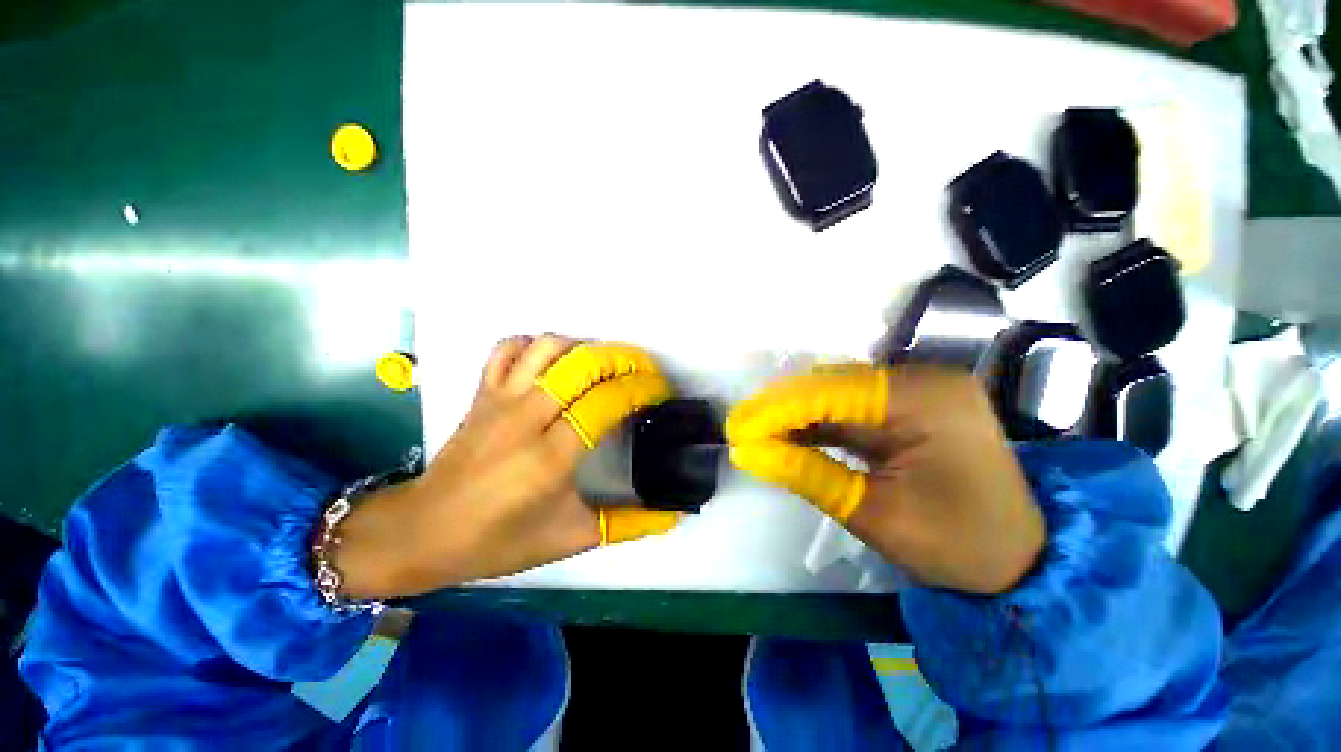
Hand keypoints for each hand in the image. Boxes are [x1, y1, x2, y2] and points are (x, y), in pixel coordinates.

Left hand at [335, 335, 680, 599]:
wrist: (424, 531)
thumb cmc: (500, 540)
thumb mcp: (573, 537)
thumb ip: (630, 524)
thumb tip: (675, 514)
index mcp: (551, 456)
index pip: (607, 401)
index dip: (640, 388)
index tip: (660, 390)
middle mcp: (526, 417)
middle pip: (583, 364)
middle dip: (623, 358)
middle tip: (644, 369)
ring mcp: (500, 399)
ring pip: (549, 347)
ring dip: (586, 348)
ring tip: (606, 365)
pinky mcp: (482, 392)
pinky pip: (510, 348)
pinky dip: (537, 345)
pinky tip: (555, 361)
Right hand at [727, 365, 1044, 594]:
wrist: (1018, 562)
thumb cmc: (956, 545)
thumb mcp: (873, 514)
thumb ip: (805, 473)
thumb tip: (747, 452)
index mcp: (927, 399)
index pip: (833, 392)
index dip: (778, 409)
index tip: (737, 428)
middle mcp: (923, 380)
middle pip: (833, 385)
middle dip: (782, 408)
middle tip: (742, 431)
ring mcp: (918, 391)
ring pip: (838, 394)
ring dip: (796, 414)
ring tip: (758, 434)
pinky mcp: (910, 407)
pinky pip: (852, 408)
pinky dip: (818, 422)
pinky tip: (790, 435)